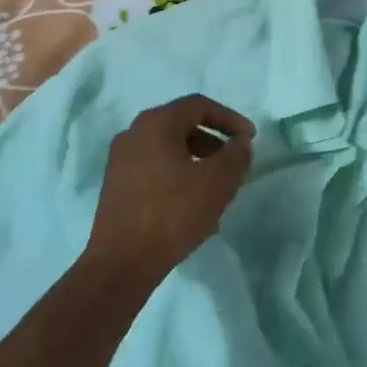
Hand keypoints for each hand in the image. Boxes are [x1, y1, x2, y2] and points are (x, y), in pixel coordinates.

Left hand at [85, 95, 254, 289]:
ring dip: (198, 163)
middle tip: (234, 165)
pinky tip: (194, 207)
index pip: (199, 106)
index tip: (249, 139)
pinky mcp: (117, 185)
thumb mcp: (218, 182)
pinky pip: (156, 170)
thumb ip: (236, 155)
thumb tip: (240, 143)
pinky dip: (179, 178)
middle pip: (182, 126)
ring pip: (169, 150)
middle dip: (214, 143)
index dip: (230, 119)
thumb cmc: (173, 212)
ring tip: (218, 191)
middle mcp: (134, 134)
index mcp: (156, 123)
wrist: (123, 261)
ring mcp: (121, 160)